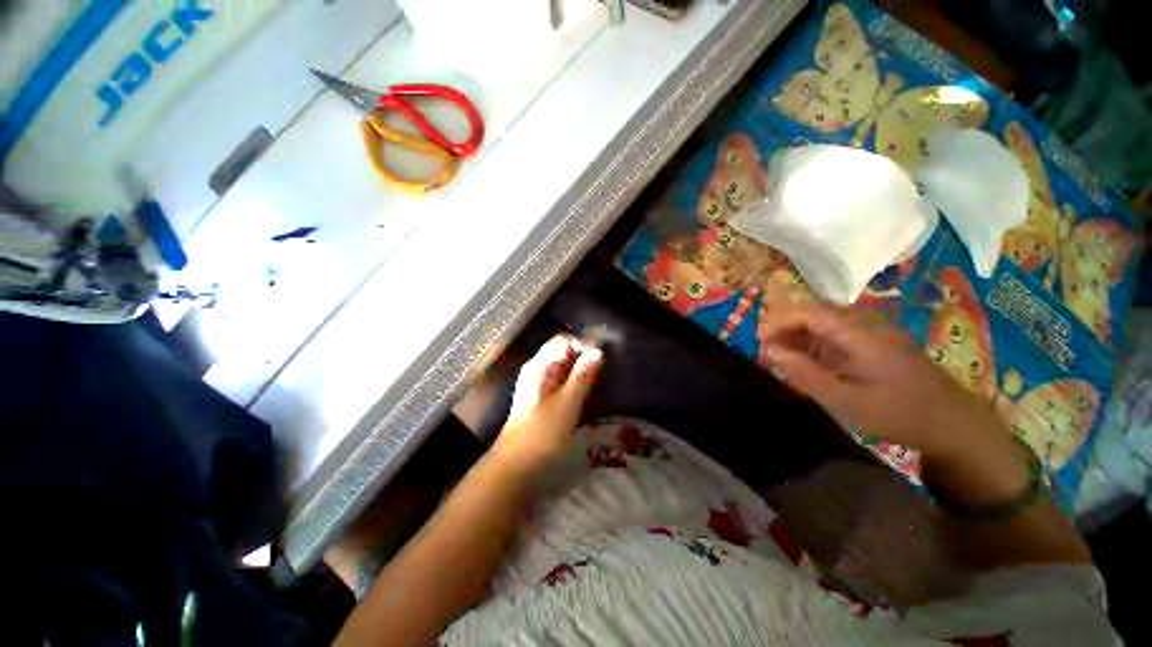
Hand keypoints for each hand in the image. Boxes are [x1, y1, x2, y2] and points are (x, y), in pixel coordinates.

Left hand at [491, 334, 603, 476]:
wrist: (516, 469)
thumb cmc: (541, 434)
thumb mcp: (566, 404)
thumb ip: (582, 376)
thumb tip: (597, 351)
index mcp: (539, 366)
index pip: (563, 341)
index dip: (583, 345)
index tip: (602, 358)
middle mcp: (538, 371)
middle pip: (565, 354)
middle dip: (585, 359)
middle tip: (606, 372)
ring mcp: (541, 387)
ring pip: (566, 370)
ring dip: (583, 373)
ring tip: (603, 382)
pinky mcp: (546, 402)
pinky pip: (565, 385)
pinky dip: (578, 386)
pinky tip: (591, 395)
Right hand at [759, 303, 1002, 457]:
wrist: (956, 424)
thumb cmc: (902, 414)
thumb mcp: (849, 401)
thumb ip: (807, 374)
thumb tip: (771, 351)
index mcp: (860, 333)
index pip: (809, 311)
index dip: (779, 321)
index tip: (761, 341)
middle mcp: (865, 324)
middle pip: (815, 312)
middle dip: (785, 327)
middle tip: (769, 351)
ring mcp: (872, 333)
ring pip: (824, 322)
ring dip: (799, 335)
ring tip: (784, 358)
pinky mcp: (875, 344)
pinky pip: (836, 334)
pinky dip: (814, 344)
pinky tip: (809, 362)